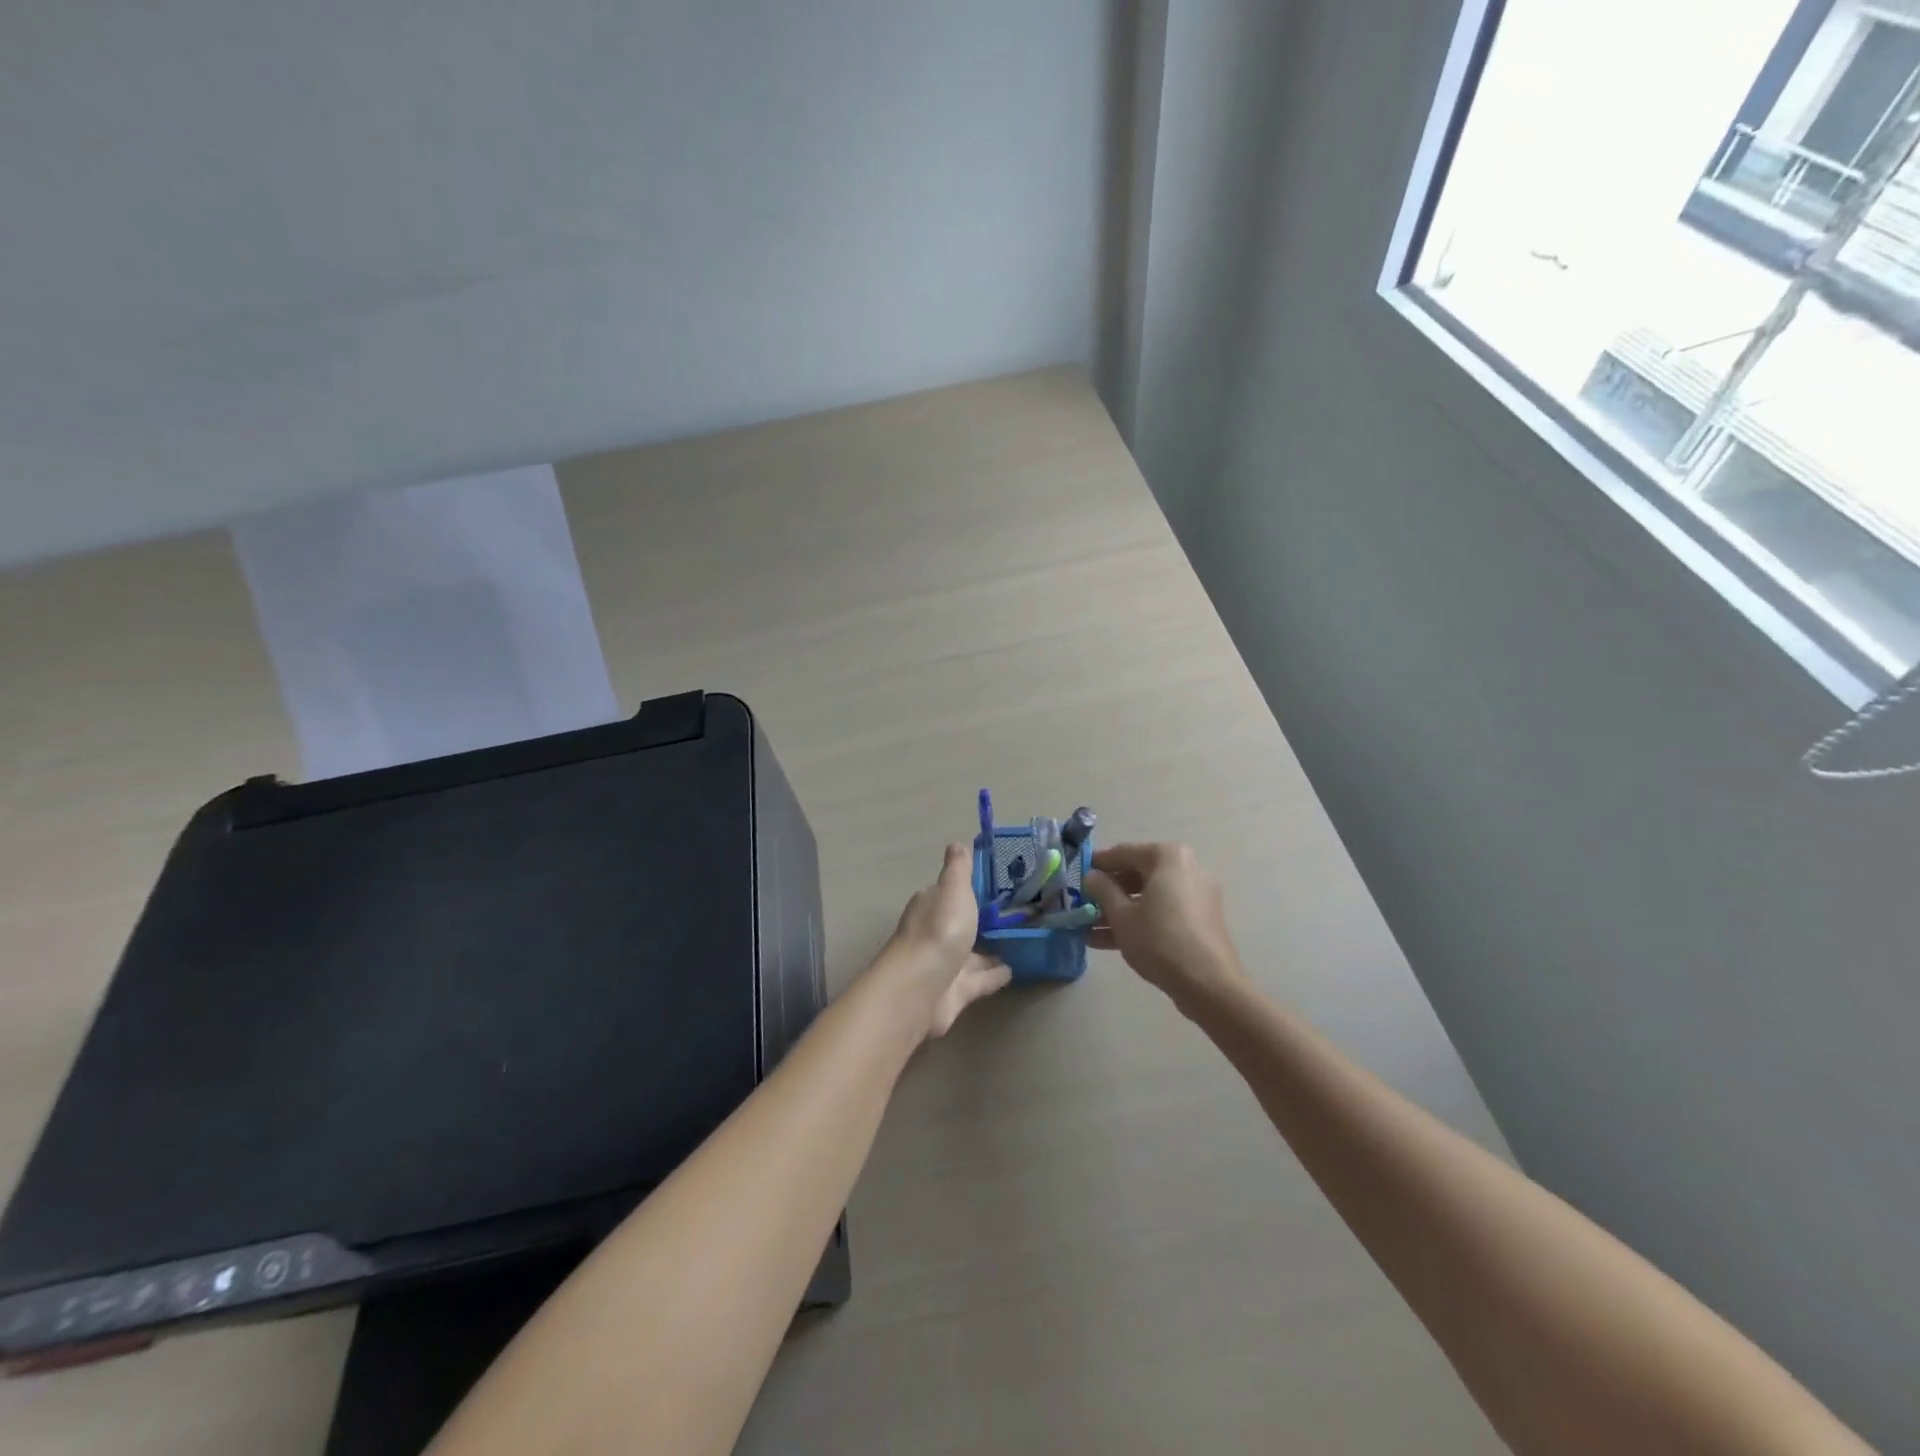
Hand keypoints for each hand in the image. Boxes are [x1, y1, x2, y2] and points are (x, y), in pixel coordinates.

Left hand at [876, 842, 1010, 1038]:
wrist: (921, 988)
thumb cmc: (939, 931)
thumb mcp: (952, 890)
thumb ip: (958, 869)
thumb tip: (955, 843)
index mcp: (931, 905)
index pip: (949, 893)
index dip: (968, 889)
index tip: (995, 885)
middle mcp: (935, 933)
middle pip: (961, 923)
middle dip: (980, 921)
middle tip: (1015, 913)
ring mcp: (945, 964)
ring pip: (971, 953)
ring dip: (990, 950)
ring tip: (1020, 941)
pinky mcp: (956, 991)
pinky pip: (980, 980)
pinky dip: (994, 975)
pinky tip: (1014, 970)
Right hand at [1084, 842, 1246, 1008]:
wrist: (1208, 984)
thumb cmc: (1160, 940)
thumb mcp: (1121, 916)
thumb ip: (1102, 890)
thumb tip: (1091, 876)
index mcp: (1168, 857)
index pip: (1124, 852)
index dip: (1097, 864)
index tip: (1077, 874)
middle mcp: (1186, 868)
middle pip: (1137, 874)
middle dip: (1108, 892)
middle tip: (1082, 903)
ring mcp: (1196, 894)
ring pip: (1149, 896)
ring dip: (1119, 910)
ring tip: (1088, 928)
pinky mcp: (1200, 919)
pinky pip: (1163, 911)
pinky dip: (1140, 920)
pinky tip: (1108, 941)